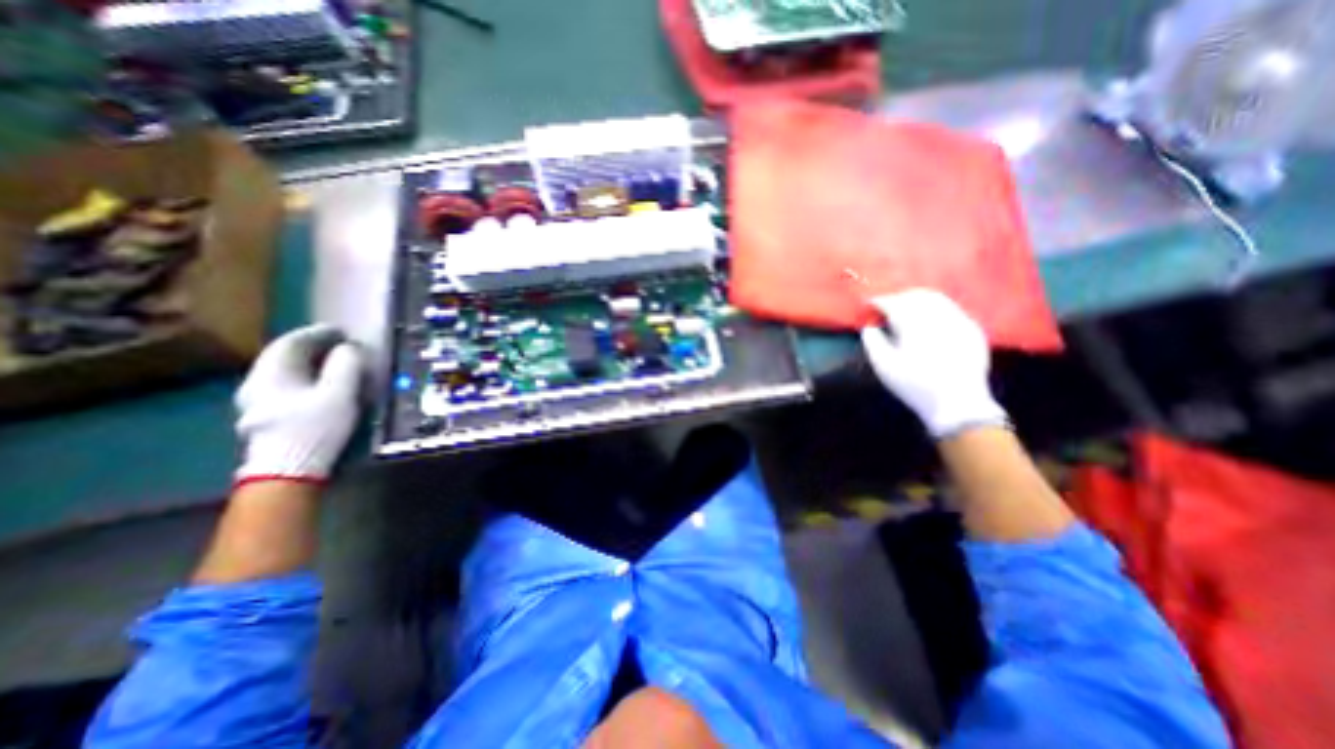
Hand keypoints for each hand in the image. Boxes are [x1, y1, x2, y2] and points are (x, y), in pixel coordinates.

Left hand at [231, 324, 362, 482]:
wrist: (287, 472)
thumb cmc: (315, 427)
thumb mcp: (339, 393)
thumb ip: (346, 365)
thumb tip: (349, 348)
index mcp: (272, 373)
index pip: (292, 342)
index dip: (319, 333)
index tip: (343, 331)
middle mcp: (256, 383)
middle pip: (283, 356)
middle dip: (313, 347)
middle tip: (340, 344)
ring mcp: (256, 402)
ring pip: (283, 372)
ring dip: (309, 363)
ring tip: (333, 363)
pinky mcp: (265, 418)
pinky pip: (285, 386)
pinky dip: (305, 378)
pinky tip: (319, 386)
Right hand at [861, 286, 1007, 437]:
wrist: (958, 404)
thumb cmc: (914, 385)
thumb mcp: (884, 366)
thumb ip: (872, 342)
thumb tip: (869, 327)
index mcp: (915, 323)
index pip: (893, 303)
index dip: (878, 302)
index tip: (868, 305)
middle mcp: (940, 316)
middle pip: (916, 295)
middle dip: (898, 297)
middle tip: (885, 306)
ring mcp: (960, 321)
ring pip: (937, 299)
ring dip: (918, 300)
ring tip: (905, 311)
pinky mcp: (972, 330)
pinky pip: (951, 309)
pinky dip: (936, 309)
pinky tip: (928, 322)